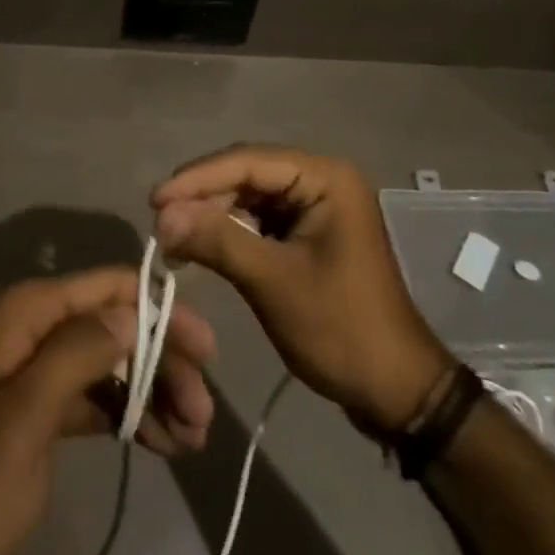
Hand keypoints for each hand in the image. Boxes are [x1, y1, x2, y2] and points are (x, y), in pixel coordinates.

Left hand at [0, 267, 215, 554]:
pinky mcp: (42, 410)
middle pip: (115, 328)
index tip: (207, 350)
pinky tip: (164, 442)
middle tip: (203, 415)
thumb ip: (78, 353)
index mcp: (27, 311)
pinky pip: (97, 399)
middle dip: (162, 365)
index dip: (160, 311)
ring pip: (112, 365)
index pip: (108, 288)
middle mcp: (36, 327)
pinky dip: (131, 416)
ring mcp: (39, 368)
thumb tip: (133, 311)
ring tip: (194, 436)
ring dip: (154, 394)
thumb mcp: (26, 417)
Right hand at [152, 145, 453, 437]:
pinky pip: (261, 219)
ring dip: (213, 213)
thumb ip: (218, 240)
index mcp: (324, 177)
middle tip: (160, 220)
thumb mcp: (274, 283)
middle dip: (203, 196)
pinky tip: (202, 244)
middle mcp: (321, 179)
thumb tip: (162, 215)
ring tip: (173, 234)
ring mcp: (316, 206)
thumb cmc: (342, 330)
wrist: (399, 394)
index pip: (248, 161)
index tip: (154, 199)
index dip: (198, 178)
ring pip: (250, 196)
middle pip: (248, 174)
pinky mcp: (309, 233)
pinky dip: (231, 231)